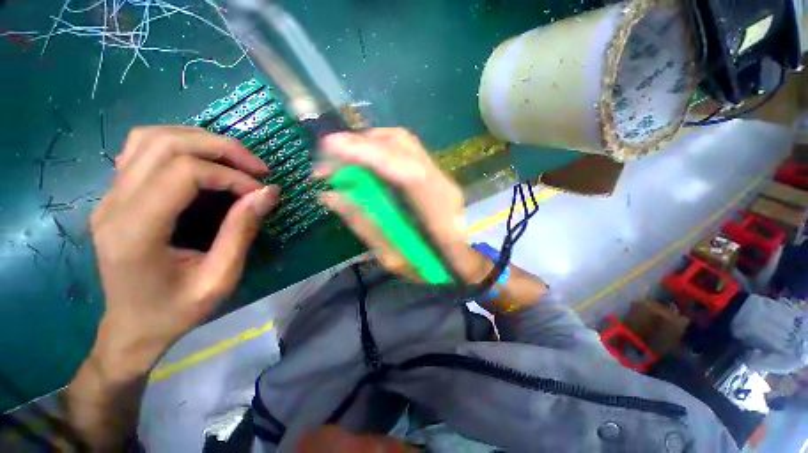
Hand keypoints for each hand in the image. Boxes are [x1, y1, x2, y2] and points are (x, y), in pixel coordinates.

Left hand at [90, 126, 277, 377]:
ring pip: (150, 137)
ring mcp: (109, 195)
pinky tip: (203, 161)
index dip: (230, 175)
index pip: (183, 173)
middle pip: (165, 144)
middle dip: (220, 148)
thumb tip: (268, 193)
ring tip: (234, 160)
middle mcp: (114, 204)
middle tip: (257, 168)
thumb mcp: (220, 279)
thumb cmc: (176, 311)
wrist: (132, 327)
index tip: (260, 192)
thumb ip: (242, 231)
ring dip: (200, 140)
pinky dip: (179, 144)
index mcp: (136, 231)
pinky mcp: (115, 194)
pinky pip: (142, 149)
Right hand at [316, 128, 489, 282]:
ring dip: (368, 143)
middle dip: (360, 143)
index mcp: (438, 211)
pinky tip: (363, 160)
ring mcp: (440, 174)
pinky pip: (403, 150)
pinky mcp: (433, 172)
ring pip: (402, 142)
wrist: (464, 261)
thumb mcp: (394, 257)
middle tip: (327, 157)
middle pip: (402, 145)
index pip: (406, 171)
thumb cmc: (432, 267)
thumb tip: (331, 196)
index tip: (330, 147)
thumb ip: (364, 226)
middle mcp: (441, 183)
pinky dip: (379, 148)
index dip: (369, 155)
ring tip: (342, 158)